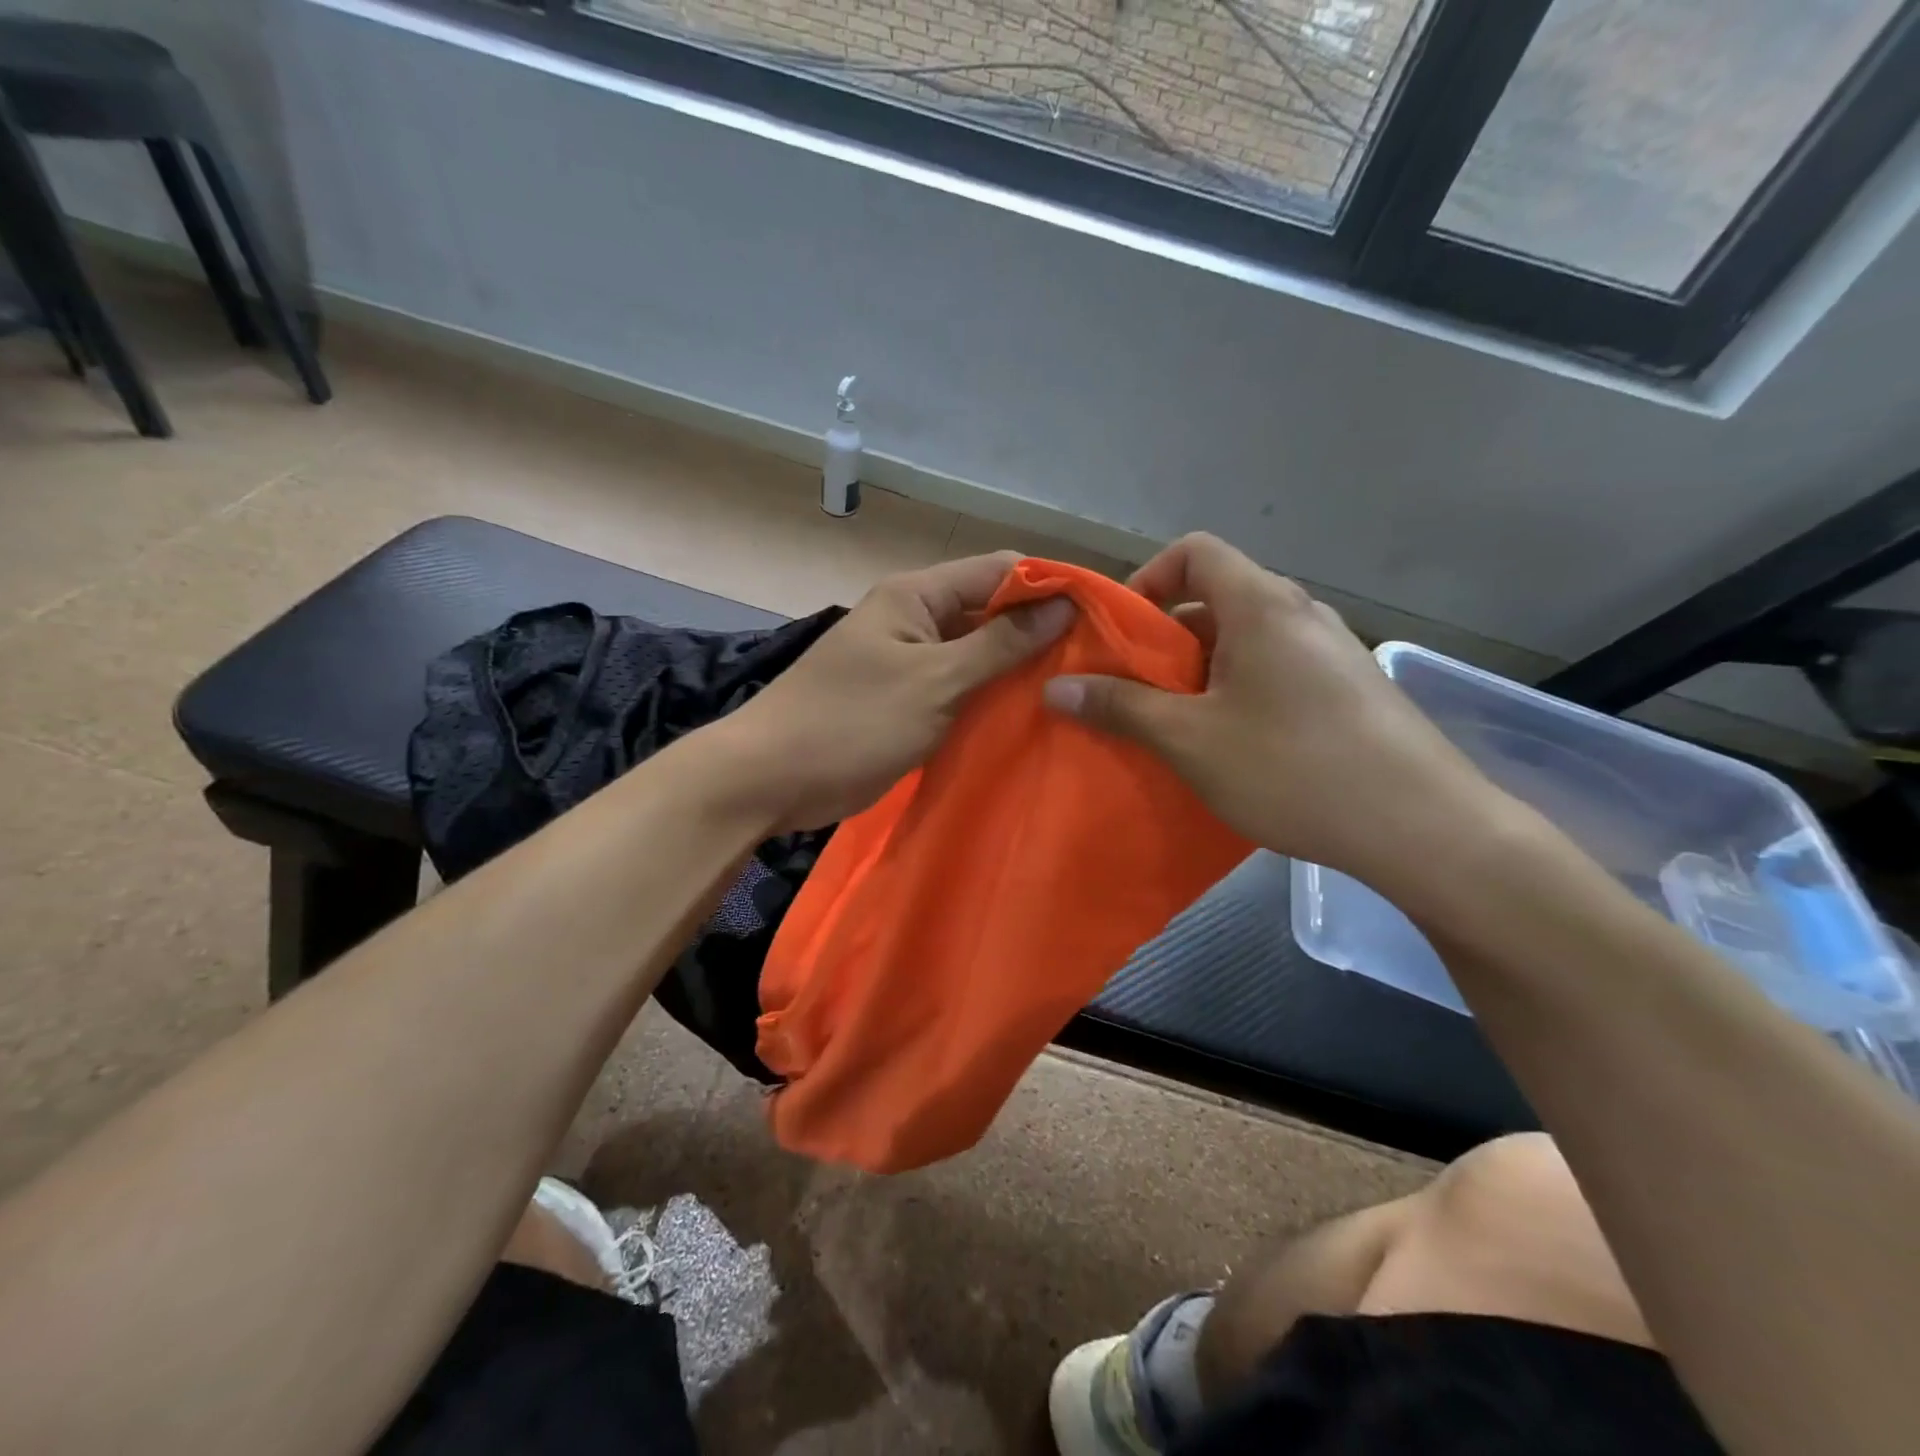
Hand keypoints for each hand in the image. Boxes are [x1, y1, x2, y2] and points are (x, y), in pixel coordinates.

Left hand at [717, 553, 1074, 831]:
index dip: (1050, 587)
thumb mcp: (934, 682)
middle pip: (991, 612)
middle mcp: (916, 620)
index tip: (1101, 617)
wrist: (771, 779)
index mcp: (917, 596)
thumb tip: (1059, 607)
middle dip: (1039, 633)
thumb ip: (998, 645)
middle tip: (1096, 664)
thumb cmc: (851, 722)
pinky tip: (1030, 718)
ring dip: (1017, 671)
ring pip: (978, 655)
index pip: (999, 571)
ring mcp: (911, 663)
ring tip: (1074, 692)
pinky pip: (960, 690)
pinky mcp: (908, 702)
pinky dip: (990, 700)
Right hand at [1041, 533, 1499, 894]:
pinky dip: (1238, 689)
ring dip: (1200, 670)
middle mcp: (1299, 612)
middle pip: (1216, 597)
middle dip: (1165, 638)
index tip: (1121, 632)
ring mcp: (1331, 650)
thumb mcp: (1190, 740)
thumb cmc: (1293, 768)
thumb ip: (1120, 707)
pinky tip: (1233, 745)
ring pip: (1245, 638)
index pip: (1194, 551)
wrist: (1422, 827)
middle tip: (1137, 691)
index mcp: (1261, 605)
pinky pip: (1276, 668)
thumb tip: (1056, 688)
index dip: (1147, 579)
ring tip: (1178, 724)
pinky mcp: (1349, 688)